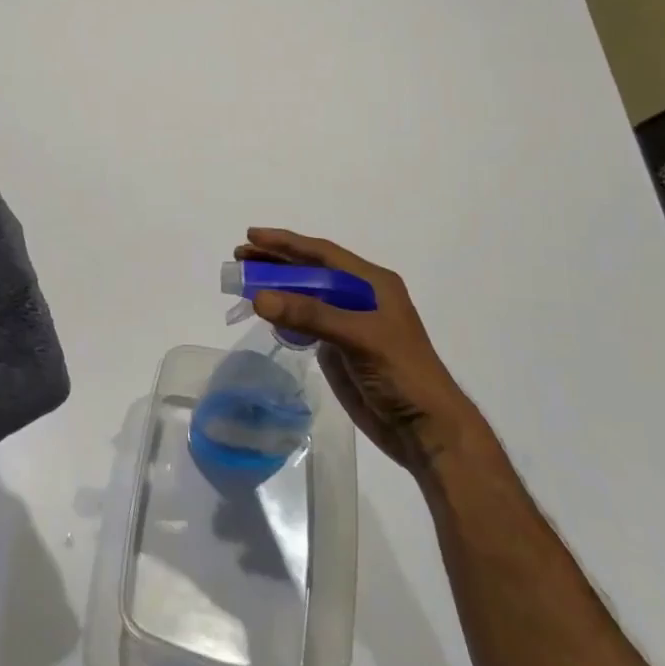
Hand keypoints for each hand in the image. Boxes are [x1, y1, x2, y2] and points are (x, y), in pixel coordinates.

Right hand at [239, 228, 493, 480]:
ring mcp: (349, 322)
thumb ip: (309, 315)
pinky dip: (284, 314)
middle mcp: (360, 296)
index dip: (286, 242)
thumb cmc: (402, 374)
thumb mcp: (358, 338)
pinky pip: (305, 321)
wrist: (425, 429)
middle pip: (310, 270)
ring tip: (243, 281)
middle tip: (240, 256)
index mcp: (373, 283)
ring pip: (305, 295)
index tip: (252, 235)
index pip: (322, 253)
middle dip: (276, 261)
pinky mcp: (339, 347)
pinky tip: (265, 312)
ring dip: (276, 286)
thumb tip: (259, 298)